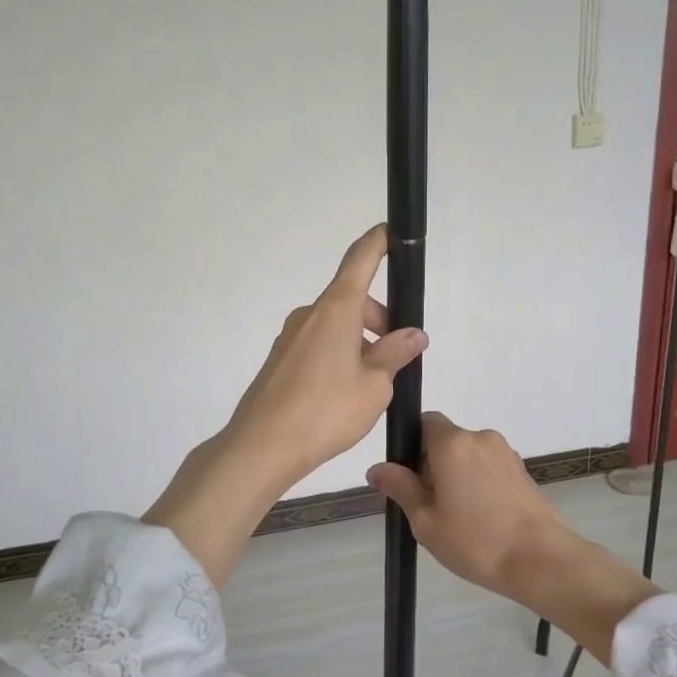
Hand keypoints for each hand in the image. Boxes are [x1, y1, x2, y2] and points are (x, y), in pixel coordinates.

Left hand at [223, 224, 427, 484]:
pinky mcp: (281, 360)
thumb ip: (395, 354)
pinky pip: (319, 344)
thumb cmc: (326, 410)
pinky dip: (340, 354)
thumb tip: (413, 335)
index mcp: (335, 310)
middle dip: (380, 318)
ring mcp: (291, 337)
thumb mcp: (375, 385)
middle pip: (352, 299)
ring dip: (360, 341)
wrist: (263, 445)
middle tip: (399, 353)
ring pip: (336, 325)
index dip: (378, 242)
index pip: (360, 260)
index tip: (391, 231)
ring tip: (374, 383)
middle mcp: (310, 315)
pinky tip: (345, 392)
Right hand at [365, 412, 565, 599]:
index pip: (424, 422)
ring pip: (469, 456)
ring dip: (458, 477)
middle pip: (446, 441)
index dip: (412, 446)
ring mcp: (506, 453)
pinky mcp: (523, 471)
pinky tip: (483, 520)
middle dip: (433, 466)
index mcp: (452, 443)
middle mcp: (480, 437)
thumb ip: (400, 488)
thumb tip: (376, 468)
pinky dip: (480, 485)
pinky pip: (489, 468)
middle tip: (431, 508)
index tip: (411, 480)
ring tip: (459, 519)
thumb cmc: (476, 541)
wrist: (542, 561)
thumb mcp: (425, 520)